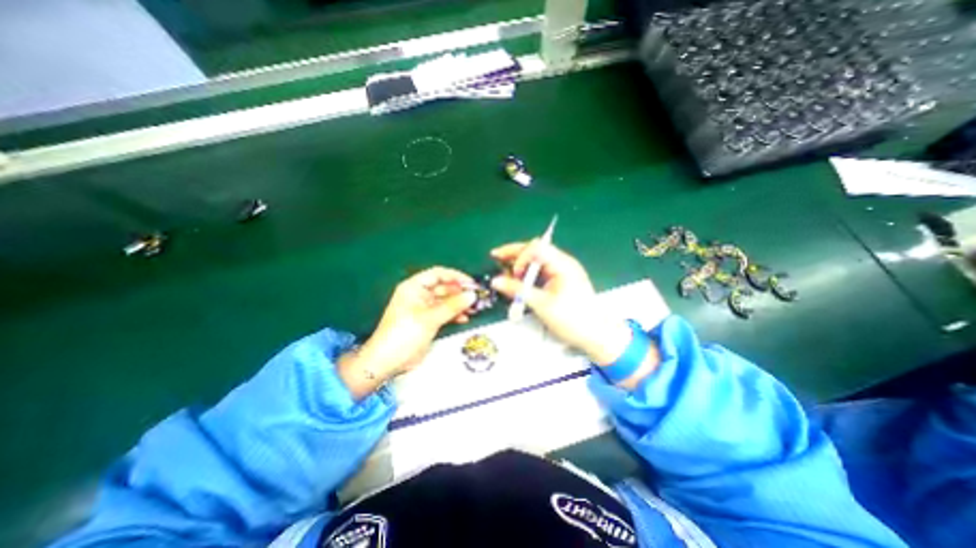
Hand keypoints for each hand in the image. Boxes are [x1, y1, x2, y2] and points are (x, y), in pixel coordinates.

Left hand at [341, 266, 476, 398]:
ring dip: (459, 304)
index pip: (438, 274)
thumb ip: (452, 306)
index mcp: (414, 287)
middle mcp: (419, 294)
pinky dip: (454, 314)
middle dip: (460, 292)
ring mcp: (424, 308)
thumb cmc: (404, 334)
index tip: (472, 283)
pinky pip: (444, 313)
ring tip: (474, 309)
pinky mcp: (428, 321)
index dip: (456, 276)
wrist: (387, 361)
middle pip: (443, 287)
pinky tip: (464, 318)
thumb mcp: (429, 318)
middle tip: (477, 298)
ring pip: (446, 301)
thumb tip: (472, 295)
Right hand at [487, 240, 632, 364]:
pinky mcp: (561, 280)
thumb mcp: (542, 304)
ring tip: (503, 268)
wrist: (597, 335)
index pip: (536, 247)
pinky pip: (541, 271)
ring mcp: (562, 271)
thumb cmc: (573, 319)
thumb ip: (518, 290)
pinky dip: (528, 273)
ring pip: (536, 260)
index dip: (520, 256)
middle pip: (535, 250)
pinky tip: (517, 278)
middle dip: (514, 253)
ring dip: (520, 263)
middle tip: (496, 256)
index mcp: (562, 264)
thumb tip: (496, 281)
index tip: (514, 274)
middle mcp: (562, 263)